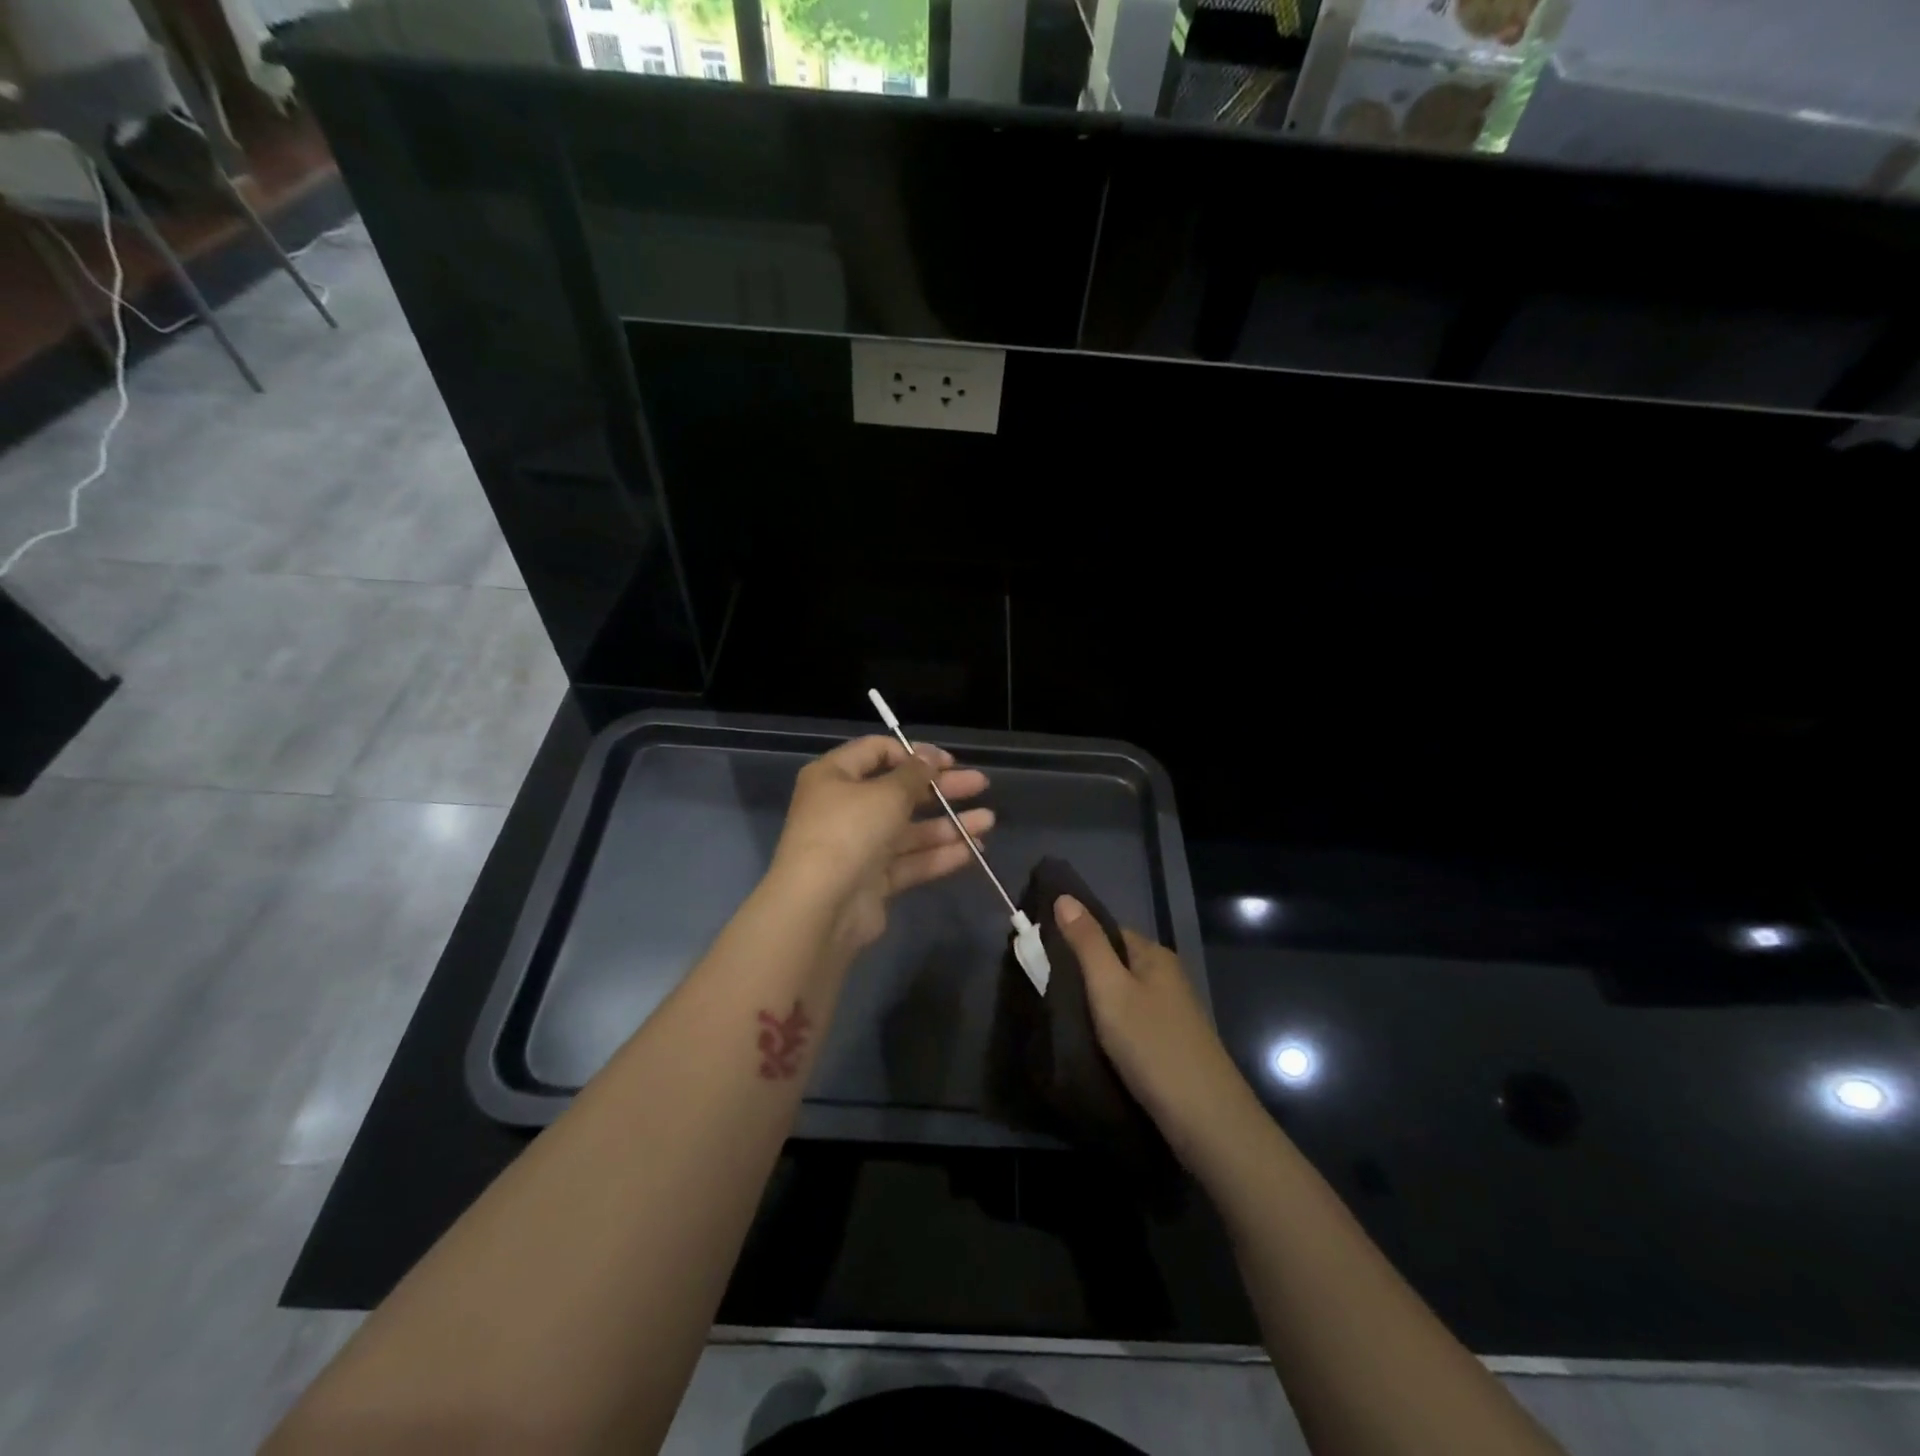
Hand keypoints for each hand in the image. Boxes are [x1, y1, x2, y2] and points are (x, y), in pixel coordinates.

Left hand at [769, 735, 992, 956]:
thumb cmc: (849, 831)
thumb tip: (930, 757)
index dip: (914, 753)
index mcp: (834, 776)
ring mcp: (857, 847)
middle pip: (899, 791)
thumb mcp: (887, 793)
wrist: (820, 907)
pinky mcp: (872, 881)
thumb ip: (915, 774)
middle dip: (941, 789)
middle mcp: (843, 808)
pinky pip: (909, 861)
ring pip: (909, 830)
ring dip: (948, 824)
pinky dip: (938, 855)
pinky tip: (973, 851)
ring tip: (988, 822)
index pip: (876, 752)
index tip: (948, 762)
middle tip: (980, 785)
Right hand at [1053, 896, 1254, 1168]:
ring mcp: (1172, 1012)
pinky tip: (1093, 1042)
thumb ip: (1086, 943)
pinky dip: (1110, 1027)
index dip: (1073, 938)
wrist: (1207, 1120)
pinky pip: (1132, 1021)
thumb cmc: (1153, 1046)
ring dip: (1095, 1003)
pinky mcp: (1171, 1044)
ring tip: (1062, 1018)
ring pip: (1122, 995)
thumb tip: (1064, 896)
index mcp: (1154, 955)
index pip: (1106, 931)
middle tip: (1045, 990)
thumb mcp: (1110, 990)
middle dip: (1082, 973)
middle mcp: (1166, 976)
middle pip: (1114, 962)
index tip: (1040, 956)